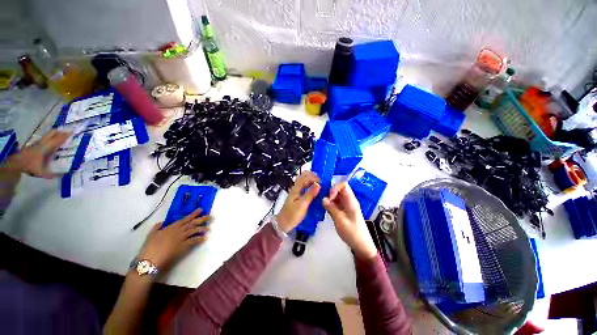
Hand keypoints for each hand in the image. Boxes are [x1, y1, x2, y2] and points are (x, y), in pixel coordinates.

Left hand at [3, 130, 69, 177]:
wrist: (16, 163)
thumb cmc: (29, 166)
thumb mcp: (41, 172)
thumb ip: (52, 174)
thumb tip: (64, 176)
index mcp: (46, 148)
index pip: (57, 140)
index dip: (64, 136)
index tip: (71, 132)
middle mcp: (42, 143)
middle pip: (51, 134)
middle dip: (59, 132)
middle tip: (67, 131)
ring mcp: (37, 143)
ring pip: (47, 136)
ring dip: (54, 134)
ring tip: (60, 134)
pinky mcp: (34, 145)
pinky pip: (44, 139)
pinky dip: (49, 138)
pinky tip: (50, 141)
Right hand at [137, 209, 210, 271]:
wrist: (150, 260)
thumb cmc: (149, 247)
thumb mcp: (151, 234)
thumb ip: (157, 227)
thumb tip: (161, 222)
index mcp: (171, 227)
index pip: (185, 219)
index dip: (194, 214)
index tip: (201, 210)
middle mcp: (179, 231)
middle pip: (193, 223)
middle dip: (202, 219)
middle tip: (210, 216)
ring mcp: (182, 238)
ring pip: (195, 230)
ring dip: (203, 229)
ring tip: (208, 228)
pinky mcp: (184, 247)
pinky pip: (194, 241)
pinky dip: (200, 239)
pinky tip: (204, 238)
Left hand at [275, 171, 320, 232]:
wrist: (283, 224)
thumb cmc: (292, 215)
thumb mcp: (302, 205)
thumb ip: (310, 194)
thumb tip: (318, 184)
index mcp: (296, 188)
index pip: (305, 177)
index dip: (314, 177)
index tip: (322, 183)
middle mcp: (296, 187)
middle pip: (304, 175)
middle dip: (313, 176)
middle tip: (321, 182)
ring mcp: (296, 191)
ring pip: (304, 180)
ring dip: (312, 180)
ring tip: (320, 185)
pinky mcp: (298, 195)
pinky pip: (305, 186)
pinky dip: (311, 185)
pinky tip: (316, 190)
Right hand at [323, 182, 376, 259]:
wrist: (361, 246)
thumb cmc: (352, 233)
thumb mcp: (340, 220)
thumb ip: (331, 208)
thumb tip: (323, 199)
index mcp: (351, 201)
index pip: (343, 185)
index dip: (335, 188)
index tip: (329, 197)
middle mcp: (349, 201)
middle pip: (339, 190)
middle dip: (330, 192)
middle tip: (322, 200)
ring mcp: (346, 206)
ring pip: (336, 196)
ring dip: (329, 199)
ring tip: (322, 204)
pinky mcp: (344, 211)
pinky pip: (336, 203)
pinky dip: (330, 204)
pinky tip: (325, 209)